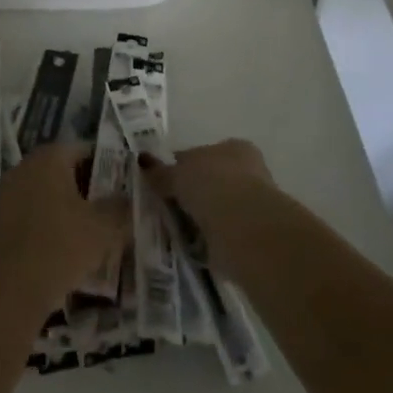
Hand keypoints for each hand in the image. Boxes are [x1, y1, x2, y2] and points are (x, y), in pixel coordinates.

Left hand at [0, 143, 129, 313]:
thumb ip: (121, 206)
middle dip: (87, 185)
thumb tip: (129, 197)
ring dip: (67, 203)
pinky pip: (32, 209)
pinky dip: (49, 218)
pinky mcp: (0, 216)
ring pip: (47, 189)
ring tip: (91, 226)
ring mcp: (9, 190)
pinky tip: (66, 241)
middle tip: (110, 206)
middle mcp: (26, 165)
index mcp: (50, 157)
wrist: (15, 285)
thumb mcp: (104, 226)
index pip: (84, 150)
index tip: (123, 184)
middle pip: (63, 168)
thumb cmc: (63, 245)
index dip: (106, 165)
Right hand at [138, 139, 273, 269]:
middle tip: (165, 205)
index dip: (181, 166)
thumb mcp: (178, 174)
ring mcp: (251, 204)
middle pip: (210, 180)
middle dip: (191, 192)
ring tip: (175, 227)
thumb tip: (141, 160)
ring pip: (216, 207)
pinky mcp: (250, 234)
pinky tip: (190, 244)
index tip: (163, 181)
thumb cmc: (212, 185)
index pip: (201, 153)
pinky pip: (221, 232)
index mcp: (233, 148)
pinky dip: (208, 237)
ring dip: (200, 216)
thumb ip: (160, 171)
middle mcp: (246, 172)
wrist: (244, 227)